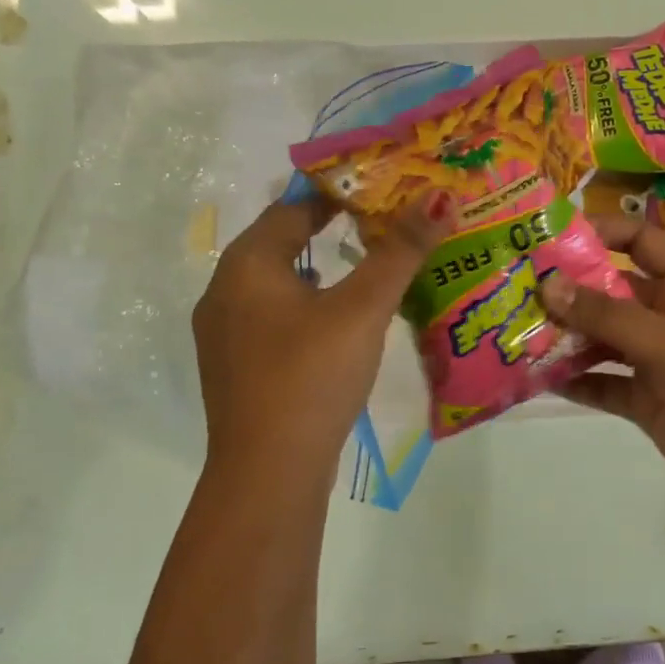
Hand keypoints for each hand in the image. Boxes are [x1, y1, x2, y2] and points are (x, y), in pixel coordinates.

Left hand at [194, 193, 450, 483]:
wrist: (267, 474)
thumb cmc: (311, 375)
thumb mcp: (362, 309)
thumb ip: (400, 252)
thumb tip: (440, 196)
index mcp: (246, 264)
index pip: (293, 207)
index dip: (338, 193)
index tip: (381, 188)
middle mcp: (225, 290)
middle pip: (282, 242)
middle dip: (331, 229)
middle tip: (383, 223)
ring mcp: (224, 333)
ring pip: (278, 283)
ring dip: (320, 270)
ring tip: (368, 267)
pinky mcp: (237, 368)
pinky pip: (275, 317)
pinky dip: (308, 305)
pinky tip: (338, 323)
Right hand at [540, 214, 664, 516]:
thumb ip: (606, 314)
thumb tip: (548, 283)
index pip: (642, 243)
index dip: (604, 232)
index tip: (555, 237)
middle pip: (613, 291)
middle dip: (571, 289)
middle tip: (520, 286)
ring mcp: (656, 361)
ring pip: (603, 338)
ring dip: (567, 336)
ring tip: (520, 332)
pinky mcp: (646, 400)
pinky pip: (603, 383)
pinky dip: (575, 381)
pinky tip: (539, 379)